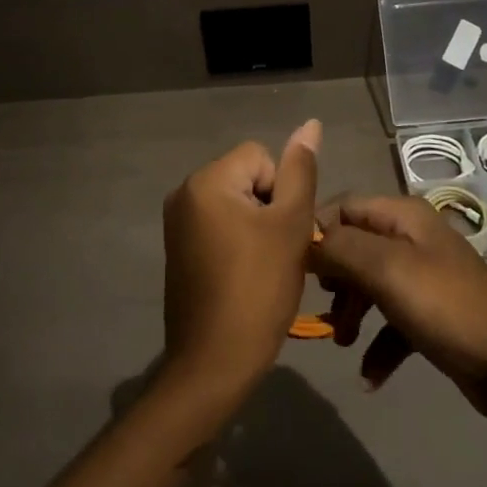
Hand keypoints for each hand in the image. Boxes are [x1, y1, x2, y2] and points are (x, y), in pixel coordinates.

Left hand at [161, 121, 321, 411]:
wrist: (214, 363)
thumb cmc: (258, 290)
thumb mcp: (290, 226)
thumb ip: (301, 171)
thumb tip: (310, 124)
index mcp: (206, 181)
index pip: (261, 156)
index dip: (282, 191)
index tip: (281, 233)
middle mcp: (183, 192)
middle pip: (246, 177)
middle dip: (268, 208)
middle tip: (276, 253)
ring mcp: (176, 222)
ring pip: (236, 202)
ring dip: (256, 226)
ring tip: (263, 266)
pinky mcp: (177, 247)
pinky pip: (218, 225)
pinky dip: (237, 242)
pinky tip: (244, 275)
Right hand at [310, 195, 486, 421]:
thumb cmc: (445, 306)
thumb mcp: (387, 269)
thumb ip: (340, 248)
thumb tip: (304, 240)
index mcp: (402, 216)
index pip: (343, 207)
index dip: (316, 231)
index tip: (294, 266)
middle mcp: (410, 239)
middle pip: (353, 247)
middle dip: (333, 277)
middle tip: (320, 306)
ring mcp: (422, 278)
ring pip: (368, 285)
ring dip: (351, 313)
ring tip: (343, 342)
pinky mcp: (430, 316)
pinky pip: (390, 323)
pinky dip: (377, 345)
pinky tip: (369, 376)